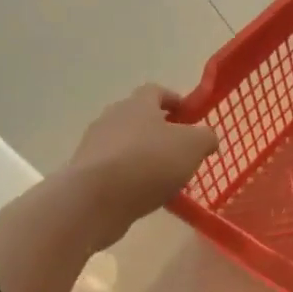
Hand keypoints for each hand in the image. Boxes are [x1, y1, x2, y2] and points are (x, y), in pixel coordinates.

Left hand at [67, 85, 218, 239]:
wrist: (94, 200)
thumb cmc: (149, 162)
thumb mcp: (193, 146)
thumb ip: (206, 137)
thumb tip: (207, 138)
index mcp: (138, 104)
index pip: (156, 91)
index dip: (174, 101)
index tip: (189, 116)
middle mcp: (112, 118)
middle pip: (139, 118)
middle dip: (160, 132)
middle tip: (181, 150)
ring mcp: (94, 146)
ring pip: (126, 146)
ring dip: (145, 157)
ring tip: (165, 179)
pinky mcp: (85, 174)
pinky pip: (114, 170)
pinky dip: (130, 178)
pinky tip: (144, 196)